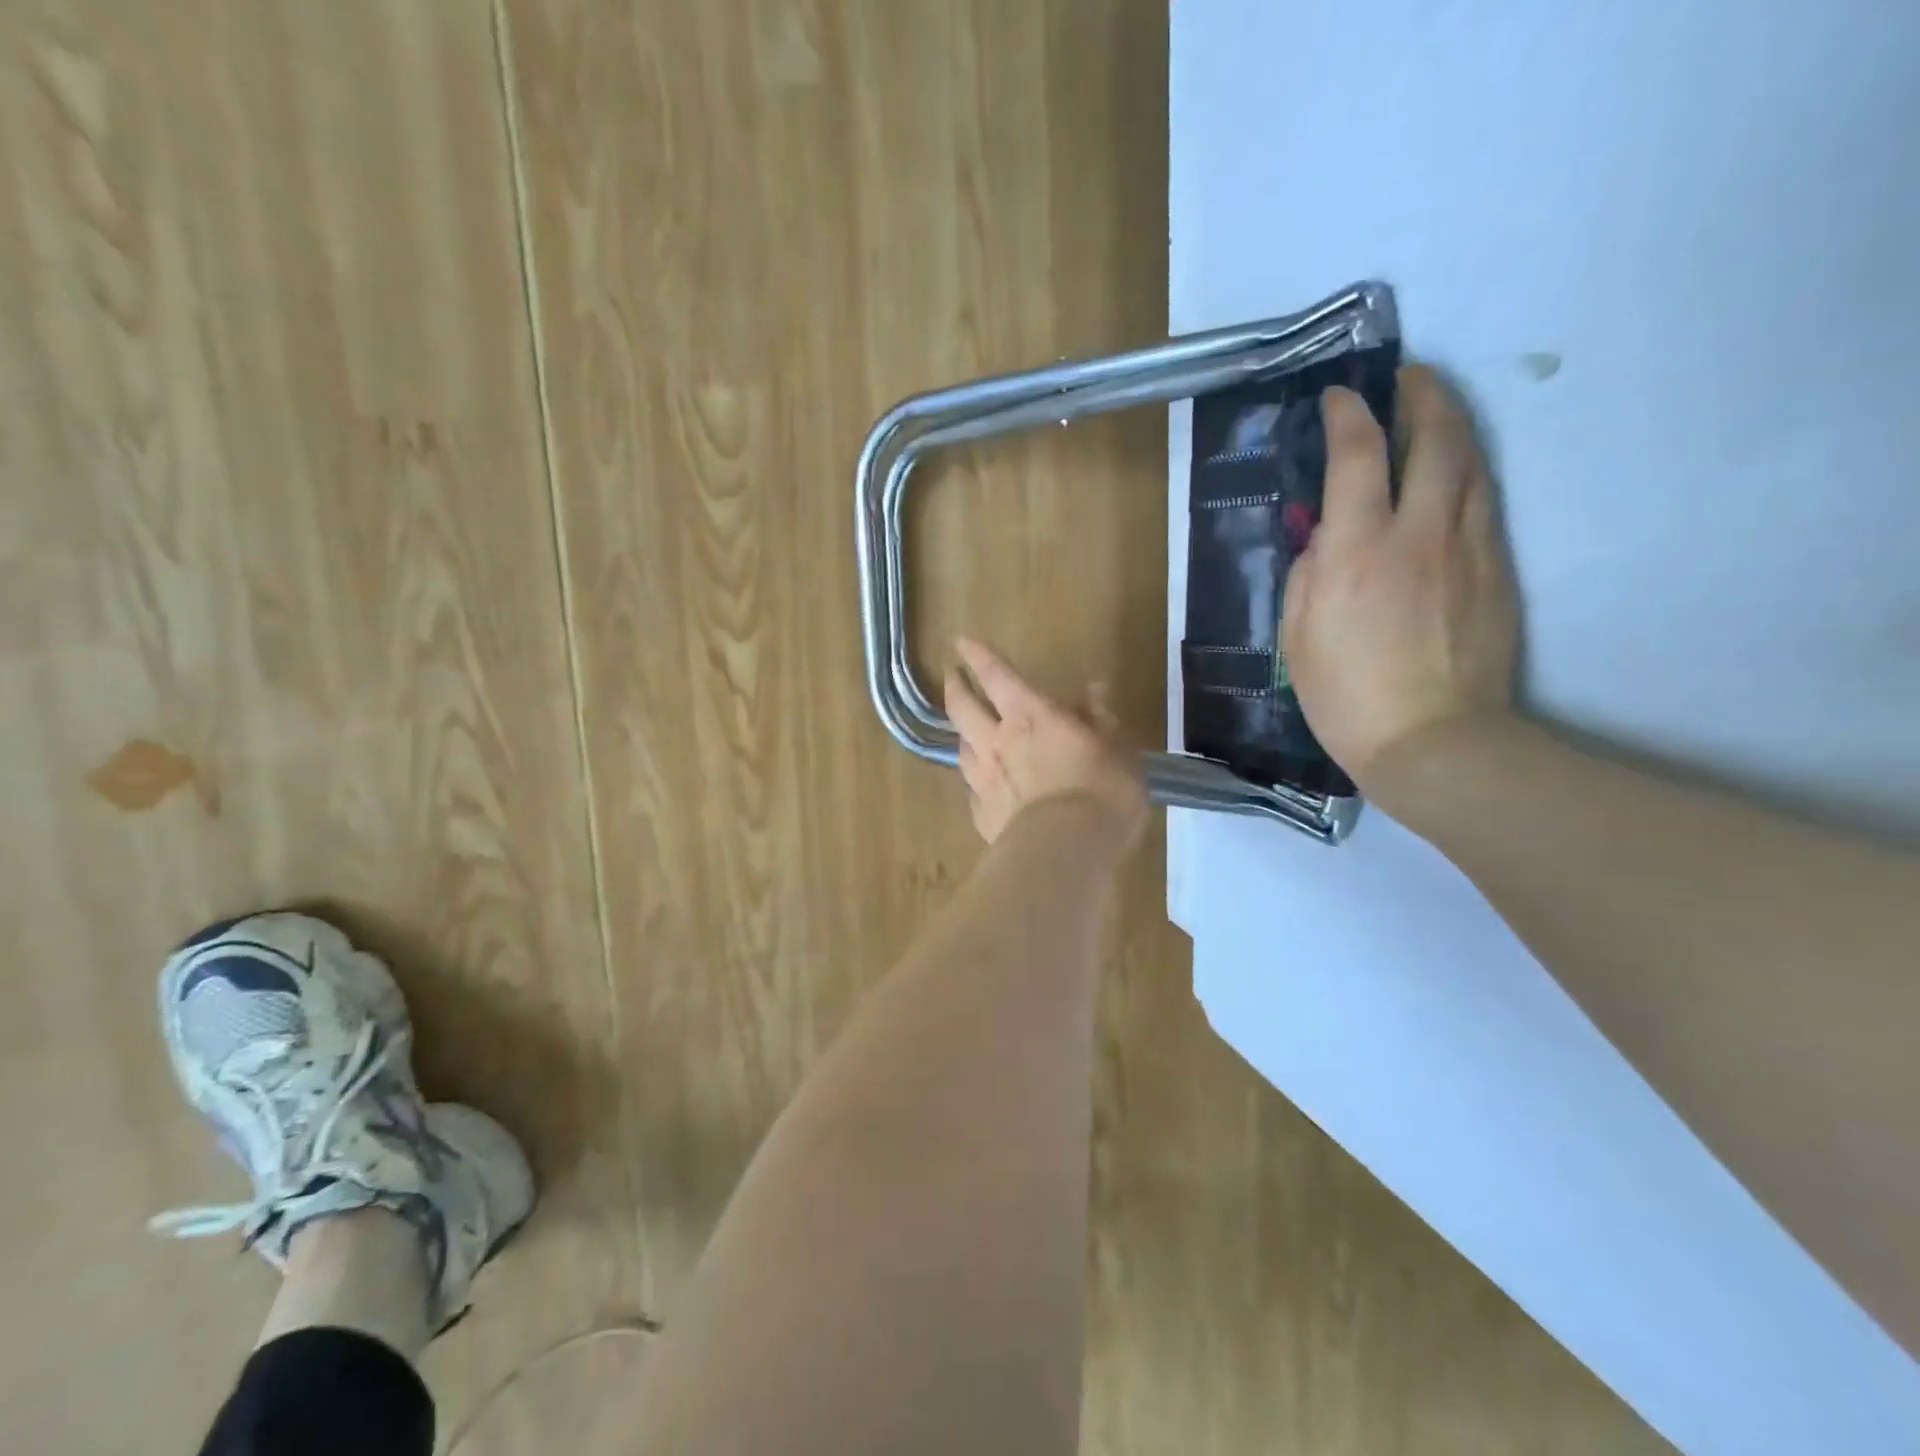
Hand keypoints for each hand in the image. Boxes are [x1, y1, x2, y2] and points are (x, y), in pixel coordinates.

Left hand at [943, 638, 1148, 846]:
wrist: (1065, 850)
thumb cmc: (1101, 791)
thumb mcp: (1117, 749)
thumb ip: (1100, 720)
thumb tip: (1092, 692)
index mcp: (1031, 715)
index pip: (997, 675)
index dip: (978, 656)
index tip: (961, 642)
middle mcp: (998, 741)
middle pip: (963, 707)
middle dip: (955, 686)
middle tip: (950, 675)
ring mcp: (983, 779)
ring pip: (961, 747)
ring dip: (961, 733)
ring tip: (964, 730)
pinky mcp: (982, 815)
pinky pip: (973, 790)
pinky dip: (977, 782)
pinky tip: (982, 787)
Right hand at [1284, 366, 1520, 811]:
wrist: (1432, 739)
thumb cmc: (1345, 695)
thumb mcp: (1297, 634)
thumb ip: (1308, 572)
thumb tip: (1325, 535)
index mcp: (1357, 548)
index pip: (1358, 454)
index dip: (1347, 414)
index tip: (1338, 398)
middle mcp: (1419, 531)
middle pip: (1435, 436)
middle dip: (1420, 393)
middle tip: (1404, 379)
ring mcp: (1469, 546)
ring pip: (1470, 461)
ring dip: (1450, 424)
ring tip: (1432, 413)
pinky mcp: (1497, 568)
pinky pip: (1482, 500)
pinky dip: (1465, 471)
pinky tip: (1451, 475)